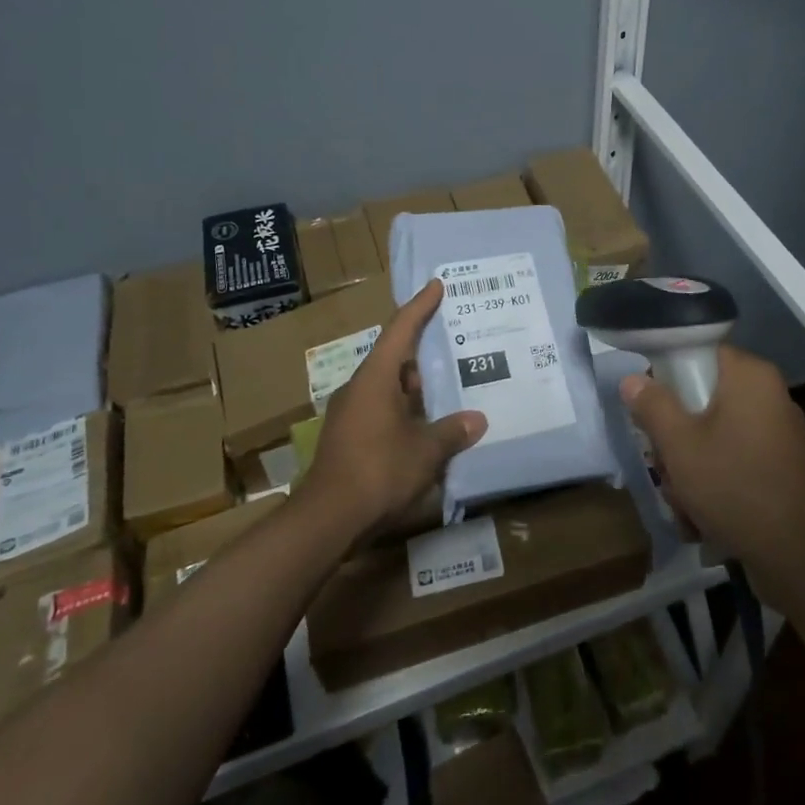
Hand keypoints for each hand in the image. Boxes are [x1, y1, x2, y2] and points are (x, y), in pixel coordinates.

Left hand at [297, 278, 485, 539]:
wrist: (327, 519)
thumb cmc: (379, 471)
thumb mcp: (426, 451)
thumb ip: (453, 431)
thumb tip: (477, 419)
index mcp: (376, 378)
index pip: (400, 330)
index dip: (420, 307)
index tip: (436, 286)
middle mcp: (359, 388)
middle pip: (395, 360)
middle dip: (424, 355)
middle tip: (454, 347)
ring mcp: (350, 414)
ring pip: (389, 389)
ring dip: (416, 389)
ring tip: (448, 390)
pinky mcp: (348, 438)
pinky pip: (382, 411)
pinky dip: (405, 411)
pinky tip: (426, 427)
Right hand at [621, 345, 804, 605]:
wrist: (801, 559)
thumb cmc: (735, 486)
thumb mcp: (679, 445)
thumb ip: (652, 405)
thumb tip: (633, 379)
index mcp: (749, 376)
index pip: (698, 353)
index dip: (668, 378)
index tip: (651, 411)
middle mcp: (768, 395)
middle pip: (702, 398)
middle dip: (676, 437)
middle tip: (665, 466)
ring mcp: (777, 433)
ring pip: (713, 435)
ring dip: (689, 467)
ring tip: (683, 502)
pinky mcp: (780, 467)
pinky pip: (733, 460)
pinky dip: (714, 483)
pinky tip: (702, 517)